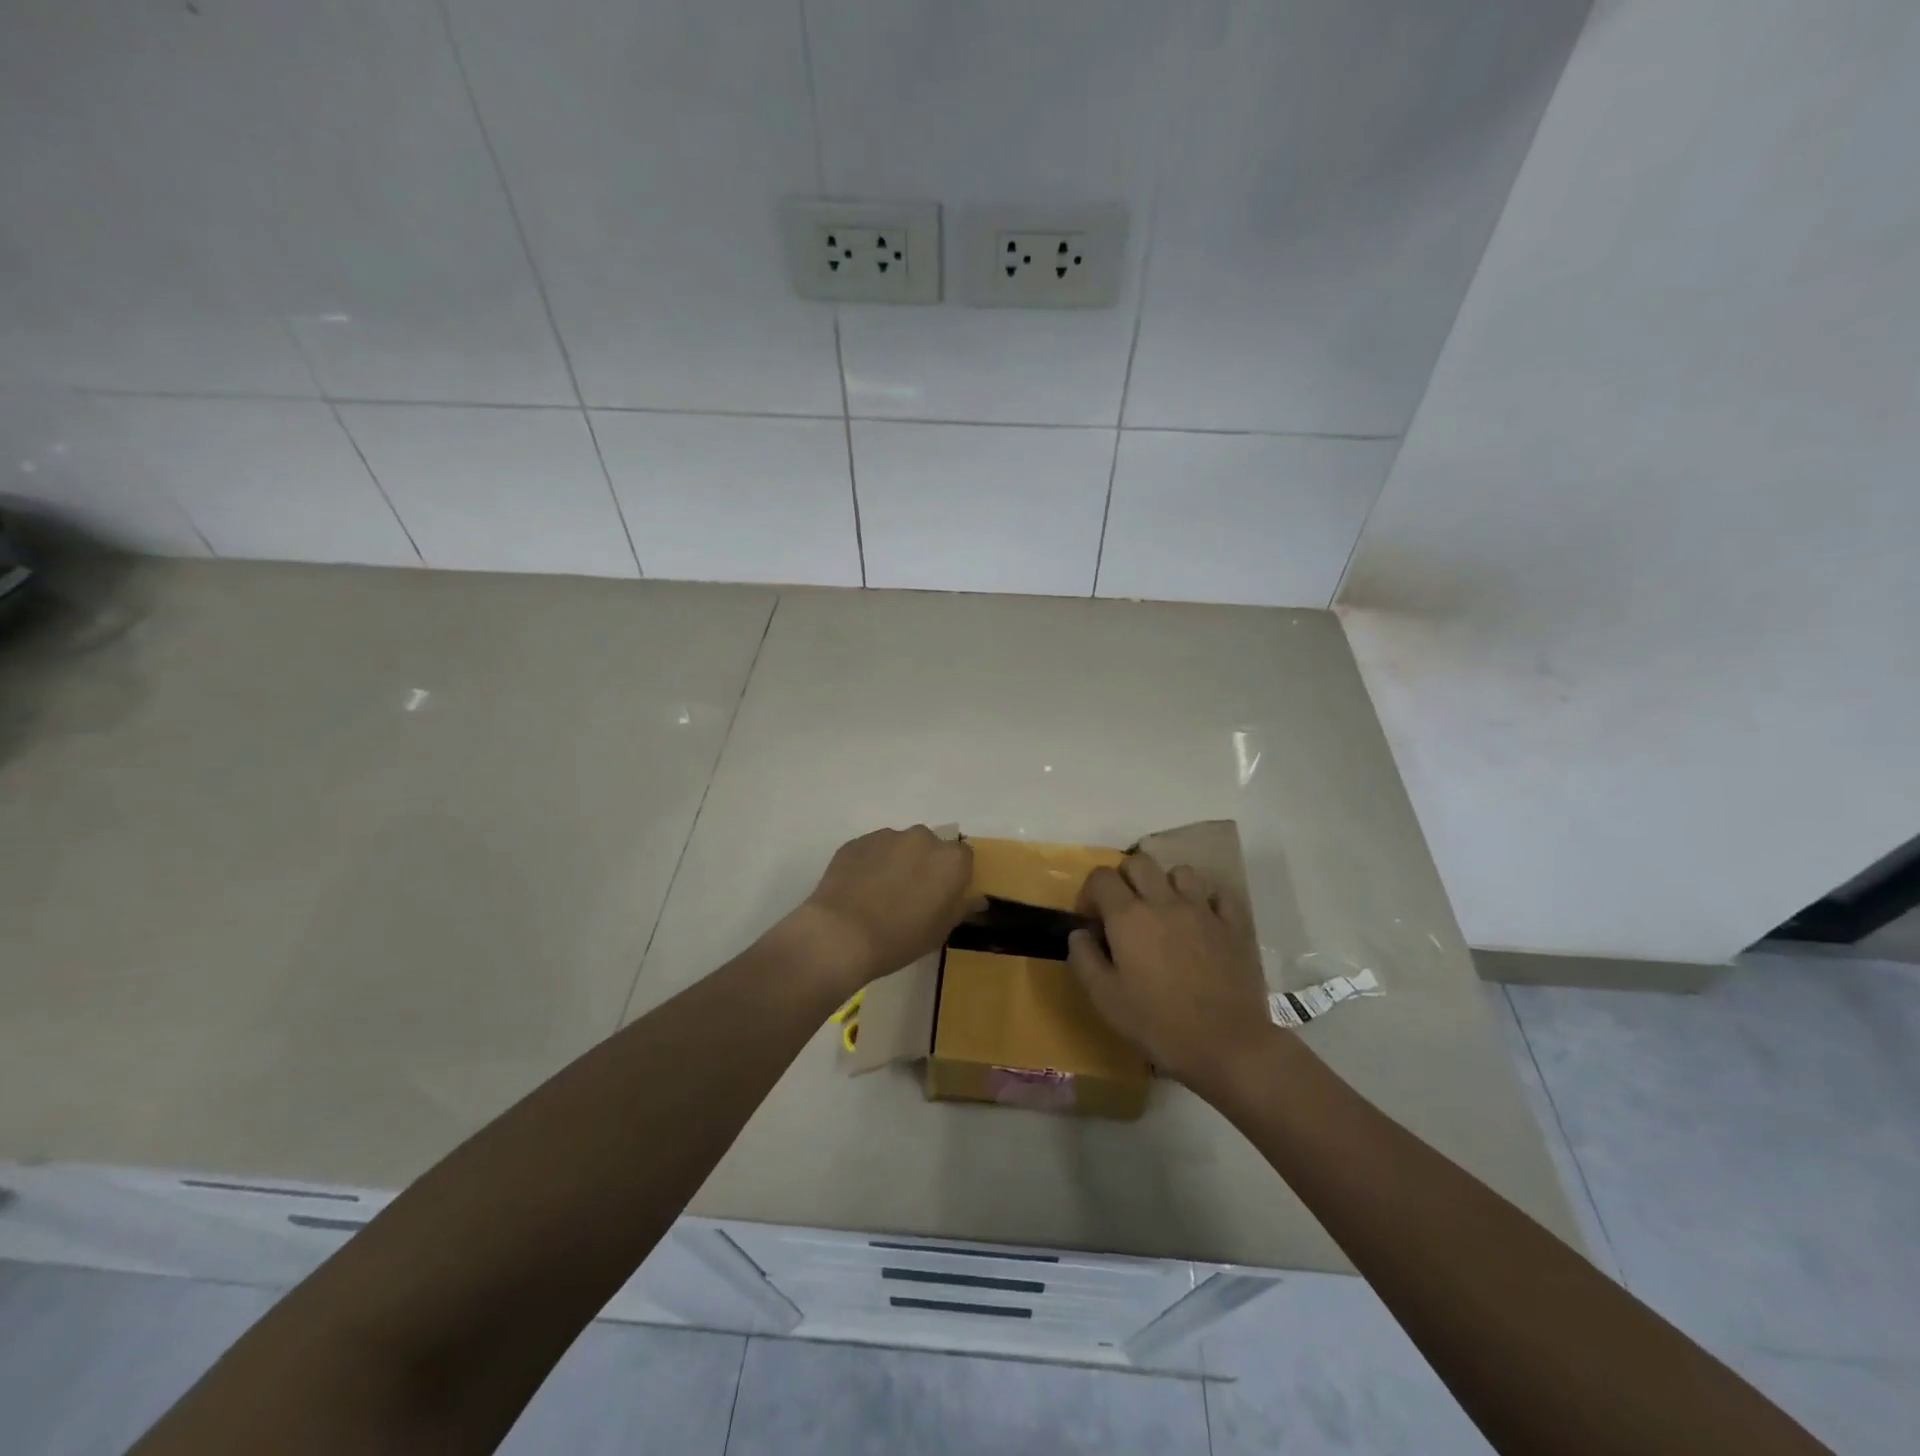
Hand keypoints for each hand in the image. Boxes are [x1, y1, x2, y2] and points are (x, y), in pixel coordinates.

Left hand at [792, 826, 980, 994]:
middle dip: (925, 864)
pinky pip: (873, 850)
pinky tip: (859, 889)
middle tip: (911, 894)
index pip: (963, 857)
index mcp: (951, 859)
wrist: (841, 934)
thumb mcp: (941, 931)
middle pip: (931, 846)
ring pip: (900, 845)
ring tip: (880, 893)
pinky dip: (871, 863)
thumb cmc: (900, 938)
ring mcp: (887, 836)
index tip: (943, 895)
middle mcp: (923, 838)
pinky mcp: (857, 841)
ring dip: (897, 861)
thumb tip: (976, 898)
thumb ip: (961, 907)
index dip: (954, 876)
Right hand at [1068, 855, 1272, 1086]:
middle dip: (1124, 879)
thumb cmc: (1158, 1024)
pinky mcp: (1233, 925)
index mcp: (1129, 916)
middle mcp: (1164, 901)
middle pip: (1139, 863)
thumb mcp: (1104, 999)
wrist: (1227, 1045)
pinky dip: (1205, 900)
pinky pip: (1217, 894)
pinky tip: (1201, 921)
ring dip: (1165, 885)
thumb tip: (1080, 933)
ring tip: (1163, 913)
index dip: (1089, 893)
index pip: (1101, 877)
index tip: (1090, 921)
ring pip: (1179, 872)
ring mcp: (1202, 910)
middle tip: (1123, 912)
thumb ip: (1083, 958)